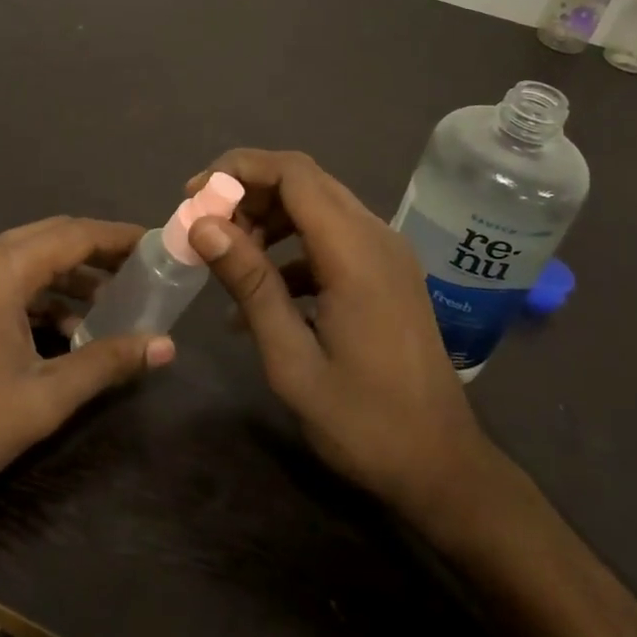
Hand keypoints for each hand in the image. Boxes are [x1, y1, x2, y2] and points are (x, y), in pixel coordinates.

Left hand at [0, 217, 174, 531]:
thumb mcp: (42, 399)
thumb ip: (106, 363)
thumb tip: (165, 346)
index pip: (74, 235)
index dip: (119, 237)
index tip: (158, 245)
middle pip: (51, 239)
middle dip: (98, 254)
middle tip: (142, 272)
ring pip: (28, 259)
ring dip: (70, 277)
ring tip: (113, 305)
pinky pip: (6, 281)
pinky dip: (40, 295)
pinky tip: (66, 331)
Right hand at [184, 150, 492, 523]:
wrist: (442, 467)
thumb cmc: (363, 422)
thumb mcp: (292, 360)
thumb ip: (251, 285)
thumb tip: (204, 226)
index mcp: (356, 252)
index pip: (293, 173)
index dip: (239, 170)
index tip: (194, 196)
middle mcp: (376, 237)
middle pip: (305, 181)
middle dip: (248, 192)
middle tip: (205, 227)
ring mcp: (387, 254)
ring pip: (317, 206)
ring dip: (268, 219)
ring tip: (229, 259)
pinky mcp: (387, 273)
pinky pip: (332, 238)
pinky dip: (291, 249)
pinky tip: (262, 294)